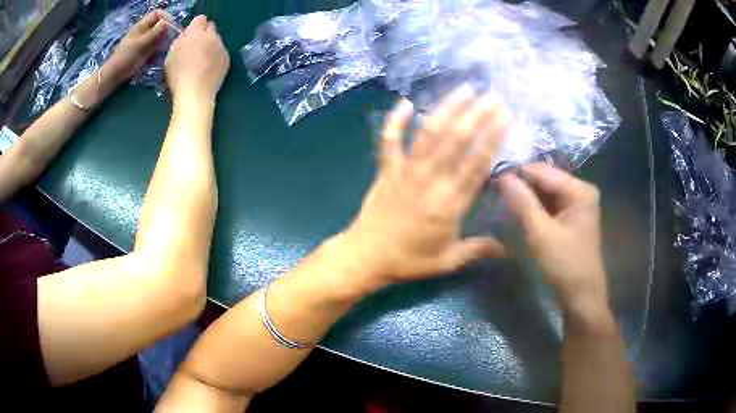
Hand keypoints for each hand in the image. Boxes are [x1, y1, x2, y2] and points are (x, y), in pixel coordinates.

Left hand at [105, 10, 170, 83]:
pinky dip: (160, 51)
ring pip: (160, 37)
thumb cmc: (125, 57)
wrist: (115, 74)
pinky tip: (157, 57)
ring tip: (161, 50)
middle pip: (161, 25)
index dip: (165, 17)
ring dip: (163, 42)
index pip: (158, 14)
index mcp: (142, 26)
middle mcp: (145, 32)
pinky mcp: (146, 52)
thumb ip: (155, 32)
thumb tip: (167, 22)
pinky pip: (157, 47)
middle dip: (166, 31)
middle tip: (166, 40)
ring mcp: (146, 42)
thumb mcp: (140, 43)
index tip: (170, 26)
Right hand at [165, 15, 229, 102]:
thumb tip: (186, 36)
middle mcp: (211, 35)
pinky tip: (209, 68)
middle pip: (210, 27)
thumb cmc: (177, 74)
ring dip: (210, 45)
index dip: (195, 26)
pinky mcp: (227, 58)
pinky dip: (216, 56)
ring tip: (202, 60)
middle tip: (196, 47)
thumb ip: (181, 41)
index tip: (190, 36)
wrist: (195, 92)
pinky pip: (221, 52)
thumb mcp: (171, 54)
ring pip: (217, 40)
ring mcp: (221, 46)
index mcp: (195, 32)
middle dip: (204, 34)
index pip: (200, 19)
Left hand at [341, 86, 511, 288]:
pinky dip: (396, 120)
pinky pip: (390, 140)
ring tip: (464, 89)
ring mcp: (406, 170)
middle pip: (456, 140)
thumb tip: (507, 248)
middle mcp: (430, 180)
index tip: (506, 117)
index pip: (477, 163)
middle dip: (477, 114)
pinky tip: (406, 102)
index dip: (493, 137)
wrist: (366, 257)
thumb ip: (478, 250)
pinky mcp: (386, 169)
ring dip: (447, 108)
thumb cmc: (408, 260)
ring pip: (429, 133)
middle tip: (493, 96)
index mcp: (450, 203)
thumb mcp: (447, 261)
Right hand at [496, 164, 610, 325]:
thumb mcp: (541, 234)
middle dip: (520, 186)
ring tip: (501, 202)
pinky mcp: (570, 219)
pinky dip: (533, 209)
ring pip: (545, 194)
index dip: (516, 174)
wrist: (581, 297)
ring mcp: (576, 205)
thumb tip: (502, 176)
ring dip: (525, 198)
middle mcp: (580, 192)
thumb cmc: (565, 265)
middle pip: (544, 181)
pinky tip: (517, 213)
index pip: (542, 171)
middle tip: (493, 193)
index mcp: (579, 190)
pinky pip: (548, 206)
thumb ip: (522, 202)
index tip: (491, 181)